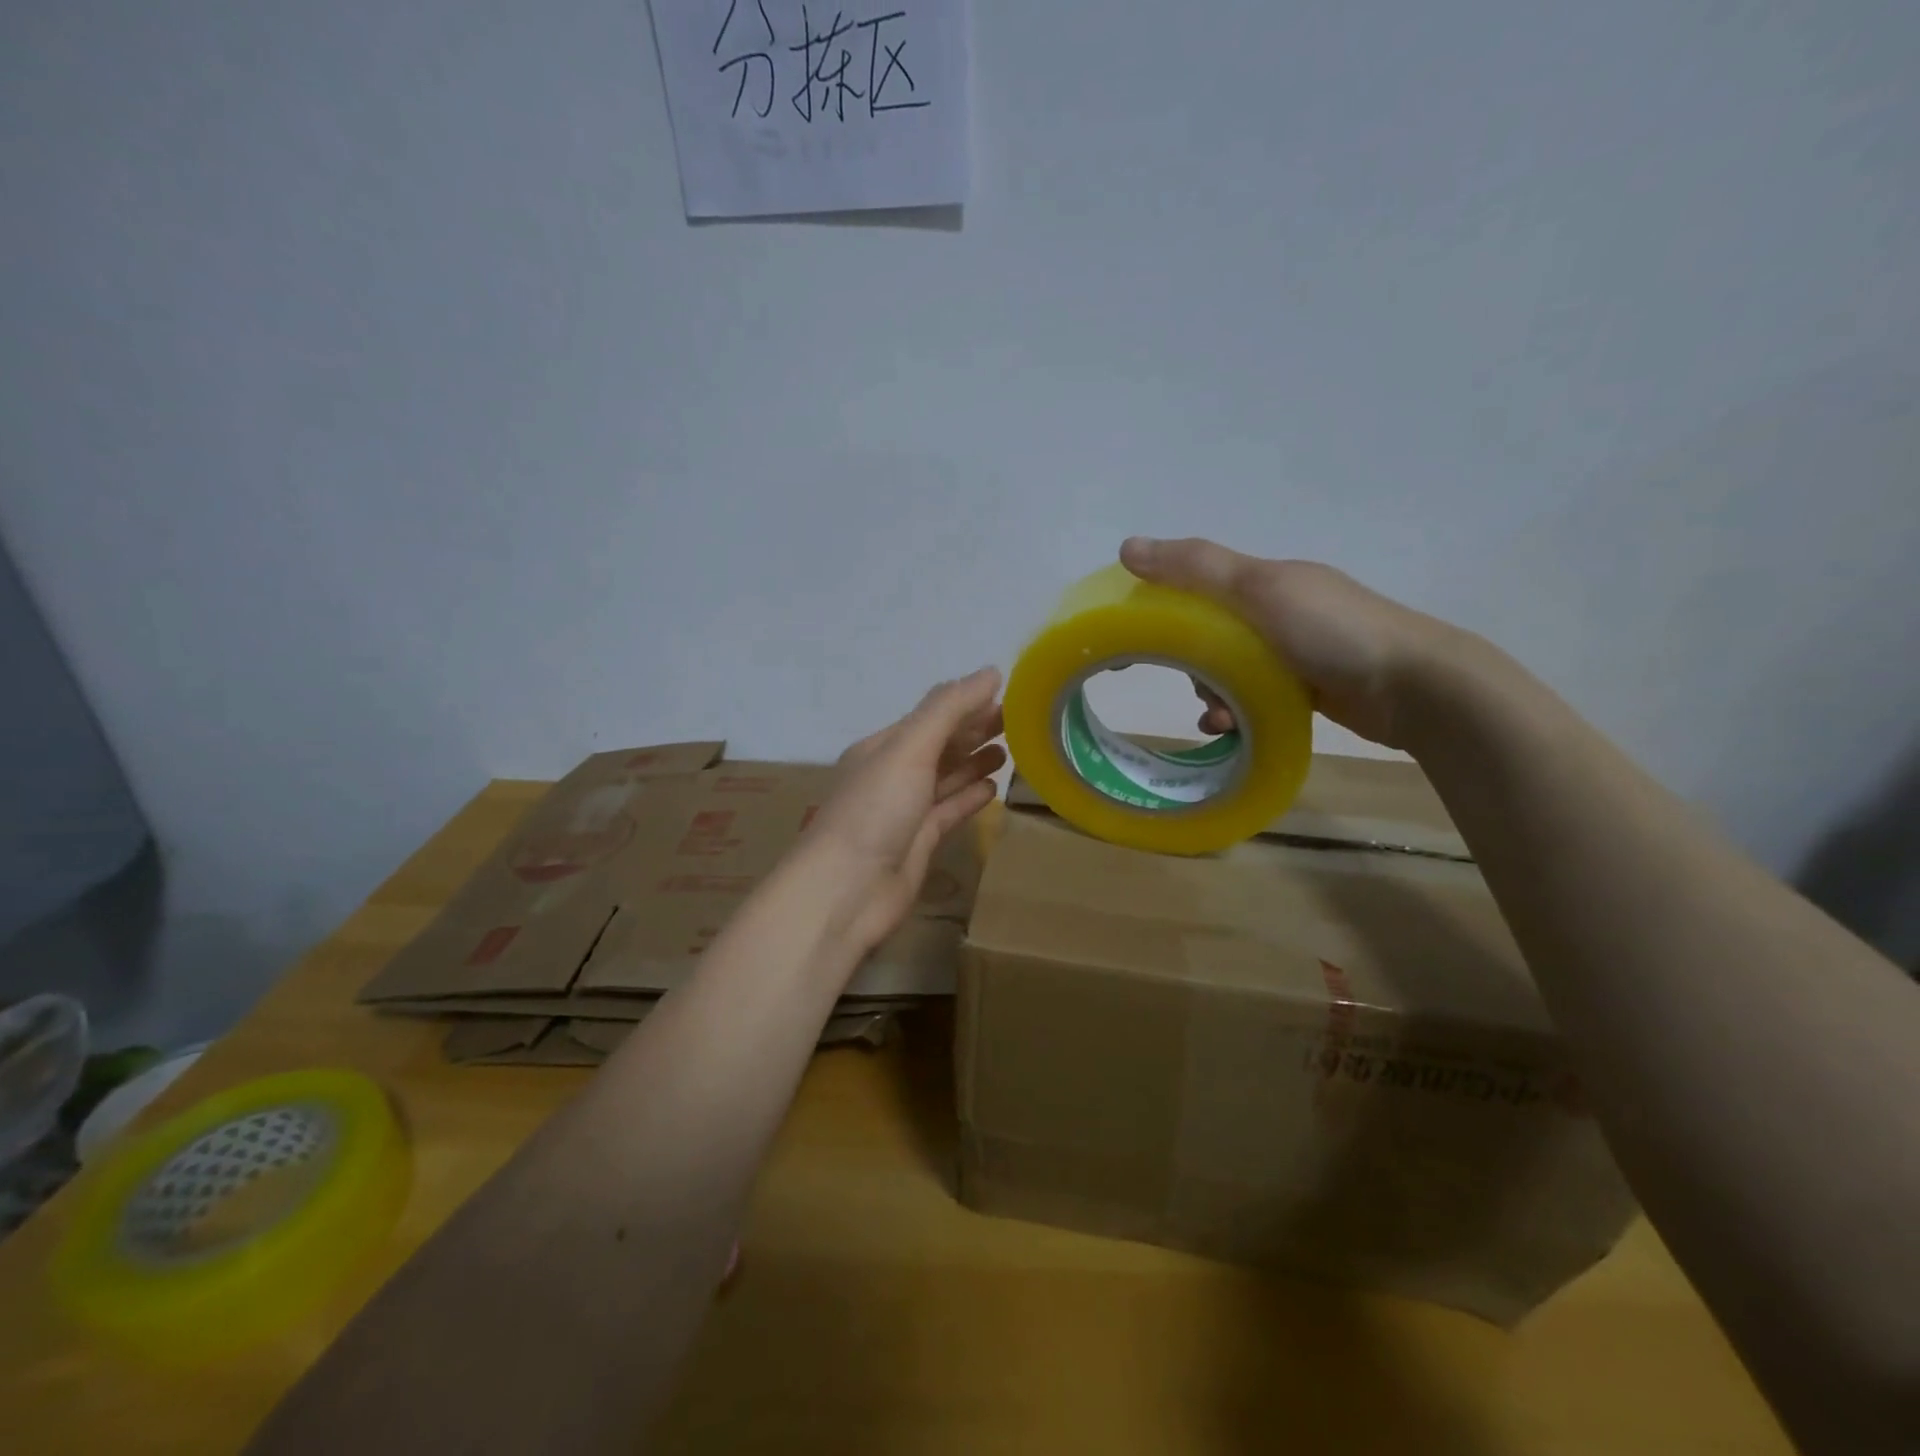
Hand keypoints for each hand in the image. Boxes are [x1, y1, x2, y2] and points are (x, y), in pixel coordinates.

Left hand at [803, 668, 1005, 954]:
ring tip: (1010, 749)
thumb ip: (948, 709)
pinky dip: (970, 797)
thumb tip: (990, 672)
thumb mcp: (909, 749)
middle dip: (974, 730)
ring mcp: (906, 811)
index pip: (932, 716)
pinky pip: (950, 811)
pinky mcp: (920, 842)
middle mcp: (893, 774)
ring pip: (946, 778)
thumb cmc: (874, 811)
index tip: (1008, 694)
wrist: (846, 891)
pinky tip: (994, 788)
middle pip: (940, 745)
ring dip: (975, 761)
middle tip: (1018, 720)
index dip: (967, 703)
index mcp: (883, 747)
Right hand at [1118, 537, 1462, 748]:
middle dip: (1192, 660)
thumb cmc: (1332, 631)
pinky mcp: (1308, 688)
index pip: (1198, 585)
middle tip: (1191, 681)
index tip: (1138, 635)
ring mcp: (1295, 651)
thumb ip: (1194, 568)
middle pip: (1209, 633)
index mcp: (1266, 580)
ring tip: (1218, 717)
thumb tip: (1127, 547)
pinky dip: (1237, 712)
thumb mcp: (1258, 590)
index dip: (1164, 605)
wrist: (1414, 687)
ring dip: (1213, 693)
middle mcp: (1279, 611)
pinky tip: (1231, 729)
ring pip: (1229, 670)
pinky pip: (1254, 697)